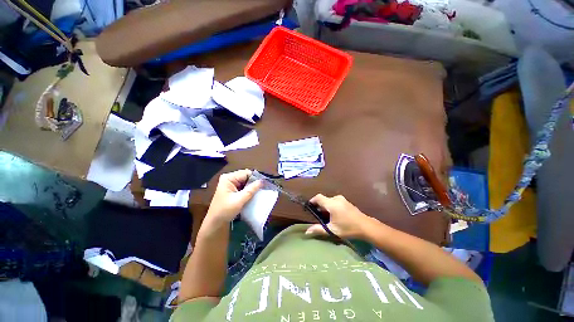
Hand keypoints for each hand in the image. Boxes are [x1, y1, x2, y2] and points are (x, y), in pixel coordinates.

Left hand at [205, 169, 261, 227]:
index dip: (256, 177)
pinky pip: (244, 187)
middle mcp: (230, 178)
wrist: (215, 223)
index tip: (264, 183)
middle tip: (264, 188)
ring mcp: (231, 184)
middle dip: (254, 182)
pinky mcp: (233, 190)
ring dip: (253, 187)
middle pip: (247, 177)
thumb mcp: (239, 200)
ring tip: (261, 191)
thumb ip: (251, 189)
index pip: (246, 173)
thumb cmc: (225, 210)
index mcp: (229, 178)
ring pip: (246, 182)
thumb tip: (262, 181)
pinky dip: (249, 190)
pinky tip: (254, 194)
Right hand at [305, 194, 373, 238]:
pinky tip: (334, 214)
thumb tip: (307, 231)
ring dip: (326, 206)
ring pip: (329, 200)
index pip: (318, 197)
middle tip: (317, 214)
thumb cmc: (348, 228)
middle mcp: (336, 199)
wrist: (366, 226)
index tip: (309, 207)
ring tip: (326, 216)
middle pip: (324, 199)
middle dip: (319, 205)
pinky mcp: (346, 201)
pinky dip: (331, 205)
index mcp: (331, 204)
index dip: (312, 200)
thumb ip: (319, 229)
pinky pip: (335, 201)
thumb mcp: (332, 230)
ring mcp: (342, 199)